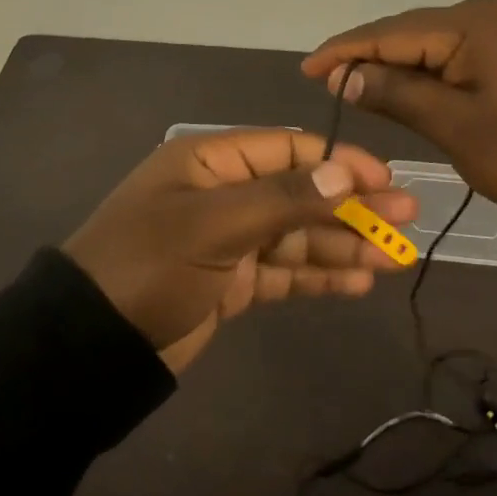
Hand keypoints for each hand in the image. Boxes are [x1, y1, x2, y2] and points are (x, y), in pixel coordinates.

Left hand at [63, 129, 416, 368]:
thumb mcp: (214, 225)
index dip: (339, 162)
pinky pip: (284, 272)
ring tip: (395, 257)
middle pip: (300, 193)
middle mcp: (224, 193)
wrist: (90, 346)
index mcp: (212, 162)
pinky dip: (318, 276)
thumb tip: (342, 174)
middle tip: (406, 219)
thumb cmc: (149, 265)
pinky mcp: (231, 282)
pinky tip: (357, 282)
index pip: (289, 149)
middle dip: (351, 207)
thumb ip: (282, 199)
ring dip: (343, 245)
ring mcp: (229, 240)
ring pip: (297, 235)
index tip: (384, 180)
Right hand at [301, 0, 496, 210]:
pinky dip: (426, 71)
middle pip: (409, 32)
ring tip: (356, 86)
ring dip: (395, 64)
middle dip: (367, 56)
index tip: (306, 70)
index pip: (390, 32)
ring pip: (431, 44)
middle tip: (328, 84)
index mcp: (471, 24)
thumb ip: (396, 93)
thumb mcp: (455, 127)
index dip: (344, 50)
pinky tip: (405, 86)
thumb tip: (345, 75)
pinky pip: (455, 54)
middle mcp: (486, 14)